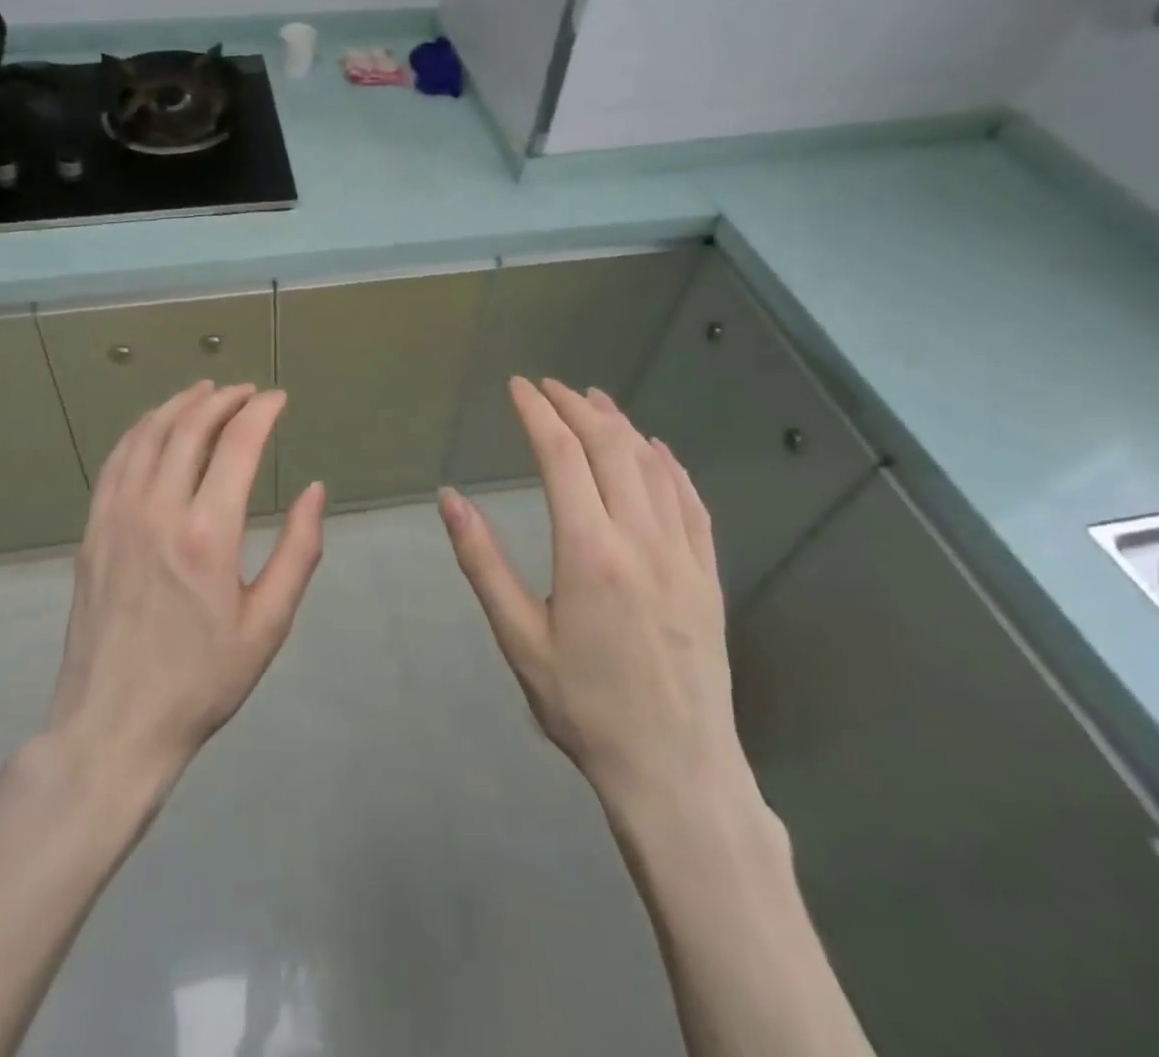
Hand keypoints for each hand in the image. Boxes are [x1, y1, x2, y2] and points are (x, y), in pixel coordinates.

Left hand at [46, 381, 326, 781]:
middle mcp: (158, 510)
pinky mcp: (92, 530)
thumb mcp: (268, 624)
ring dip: (180, 404)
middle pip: (190, 427)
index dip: (261, 411)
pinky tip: (155, 426)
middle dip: (223, 399)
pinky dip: (140, 431)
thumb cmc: (203, 680)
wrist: (115, 724)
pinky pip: (116, 461)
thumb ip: (298, 550)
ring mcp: (117, 517)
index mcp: (208, 533)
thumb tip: (314, 490)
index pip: (238, 443)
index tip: (279, 399)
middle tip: (247, 392)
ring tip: (205, 392)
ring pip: (148, 435)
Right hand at [437, 377, 751, 821]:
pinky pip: (691, 500)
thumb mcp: (519, 638)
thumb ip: (482, 562)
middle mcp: (641, 538)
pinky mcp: (709, 574)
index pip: (561, 455)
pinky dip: (668, 463)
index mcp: (590, 551)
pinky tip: (655, 449)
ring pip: (653, 465)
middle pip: (610, 447)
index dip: (537, 413)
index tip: (518, 387)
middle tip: (549, 387)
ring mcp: (684, 554)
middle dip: (576, 406)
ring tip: (594, 400)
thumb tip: (449, 498)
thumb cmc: (584, 708)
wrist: (675, 771)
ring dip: (621, 425)